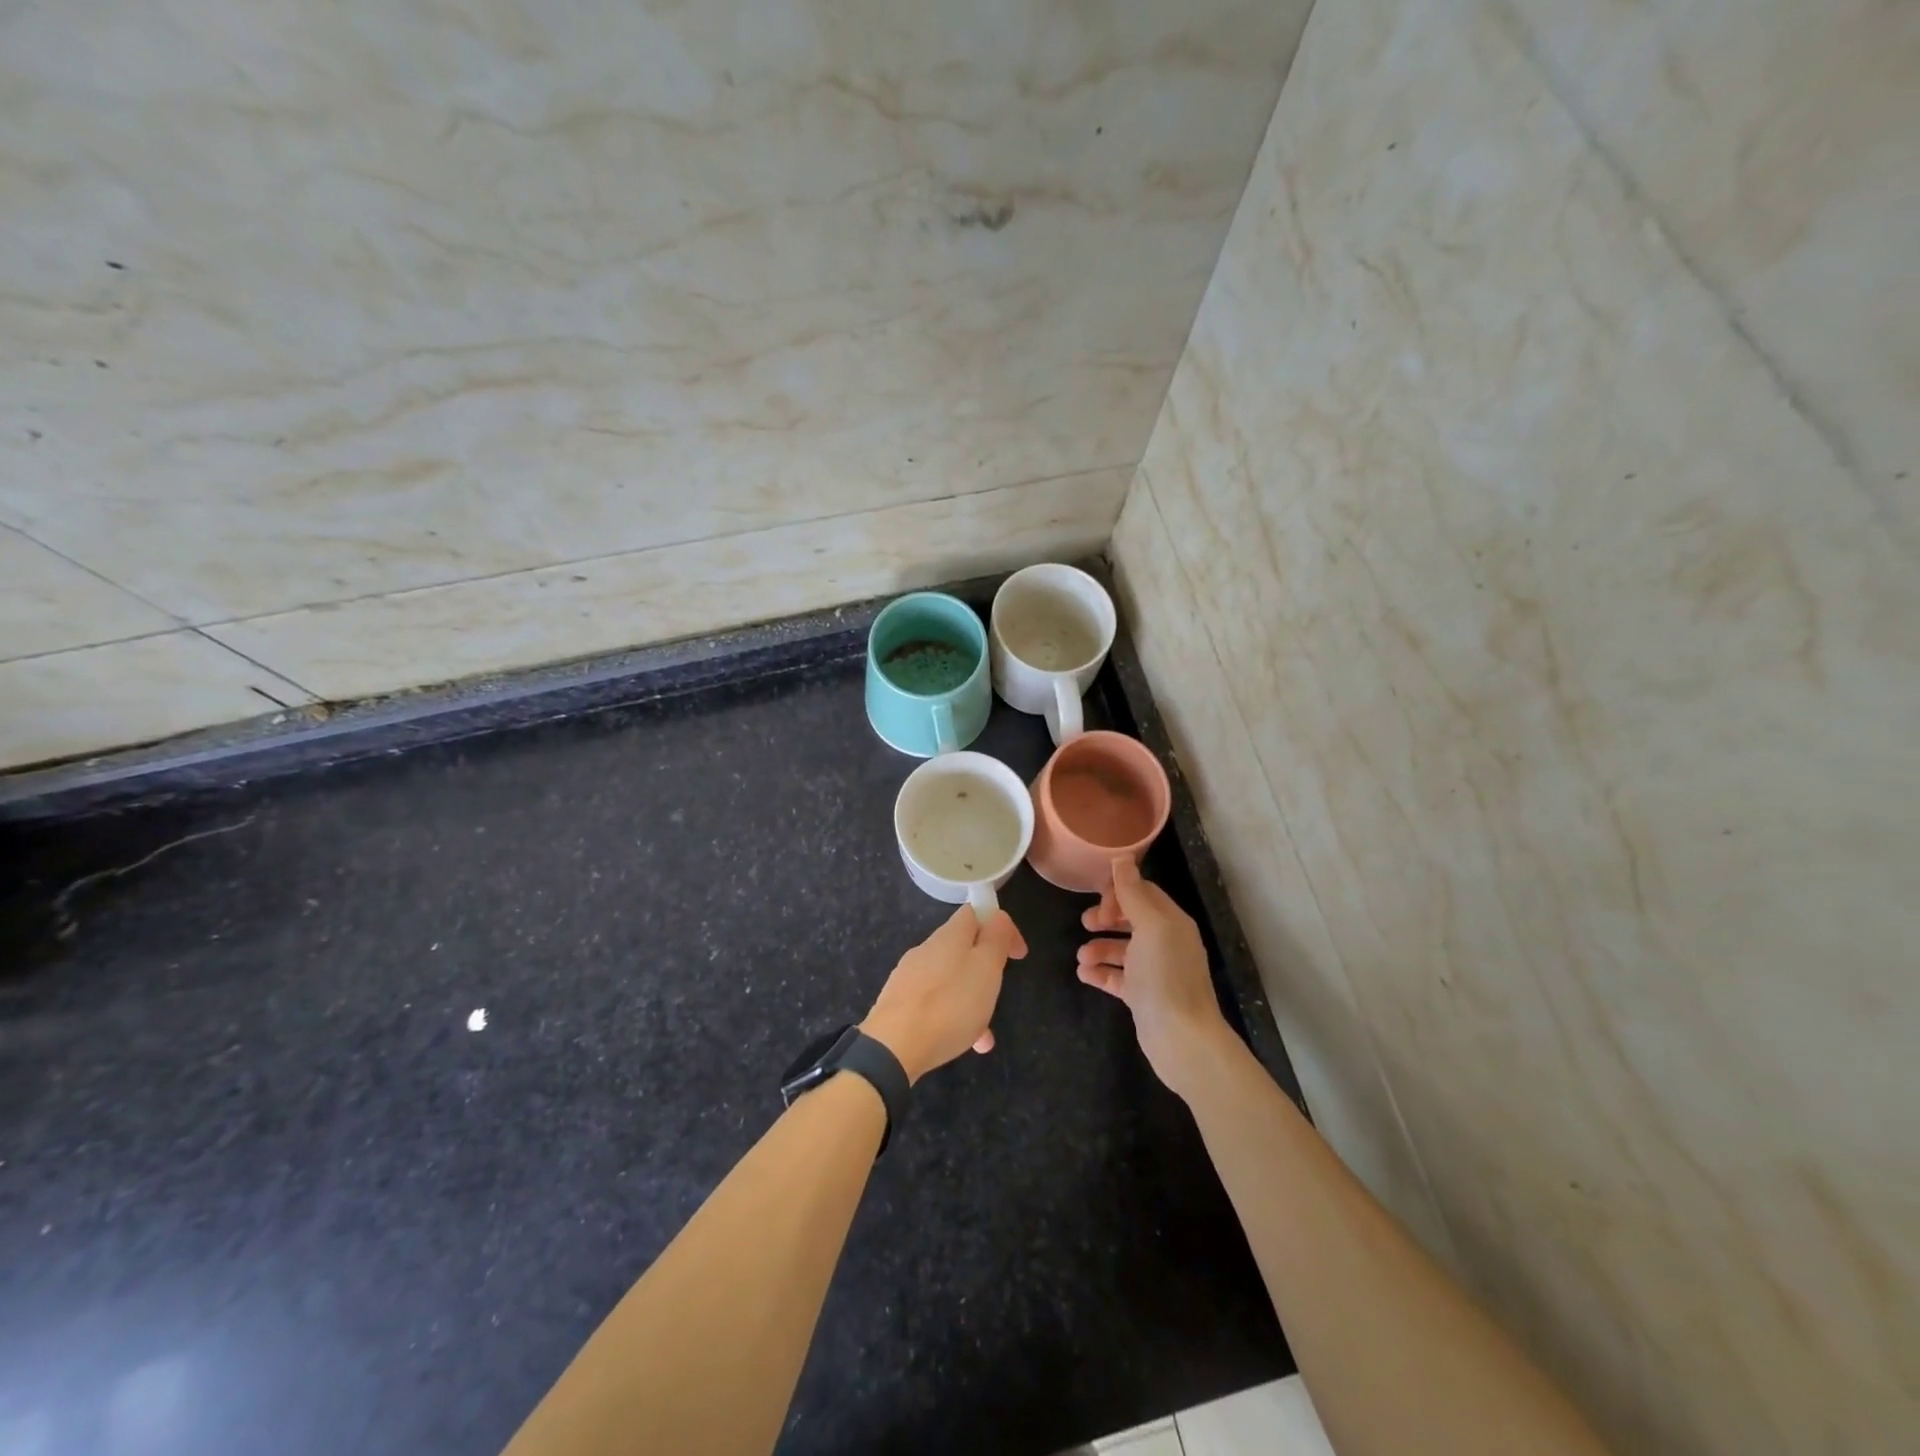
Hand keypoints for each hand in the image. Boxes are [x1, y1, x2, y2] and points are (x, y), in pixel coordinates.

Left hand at [862, 907, 1027, 1082]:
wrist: (893, 1047)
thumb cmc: (949, 1005)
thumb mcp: (985, 968)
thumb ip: (995, 939)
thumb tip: (997, 917)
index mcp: (949, 935)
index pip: (975, 912)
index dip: (1000, 927)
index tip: (1017, 955)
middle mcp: (927, 949)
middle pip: (963, 948)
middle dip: (985, 970)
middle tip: (999, 995)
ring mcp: (909, 976)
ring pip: (951, 980)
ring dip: (971, 1001)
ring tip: (984, 1035)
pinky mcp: (899, 1003)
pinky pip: (934, 1004)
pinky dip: (952, 1018)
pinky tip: (961, 1044)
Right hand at [1077, 857, 1232, 1095]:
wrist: (1181, 1039)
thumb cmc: (1165, 976)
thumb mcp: (1150, 927)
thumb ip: (1133, 893)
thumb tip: (1122, 857)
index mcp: (1172, 922)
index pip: (1144, 893)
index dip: (1119, 892)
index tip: (1099, 901)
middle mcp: (1166, 943)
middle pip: (1131, 919)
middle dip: (1106, 918)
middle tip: (1086, 924)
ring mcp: (1154, 971)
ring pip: (1121, 949)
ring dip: (1098, 948)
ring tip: (1081, 958)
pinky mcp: (1143, 997)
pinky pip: (1117, 977)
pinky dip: (1100, 973)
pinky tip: (1084, 974)